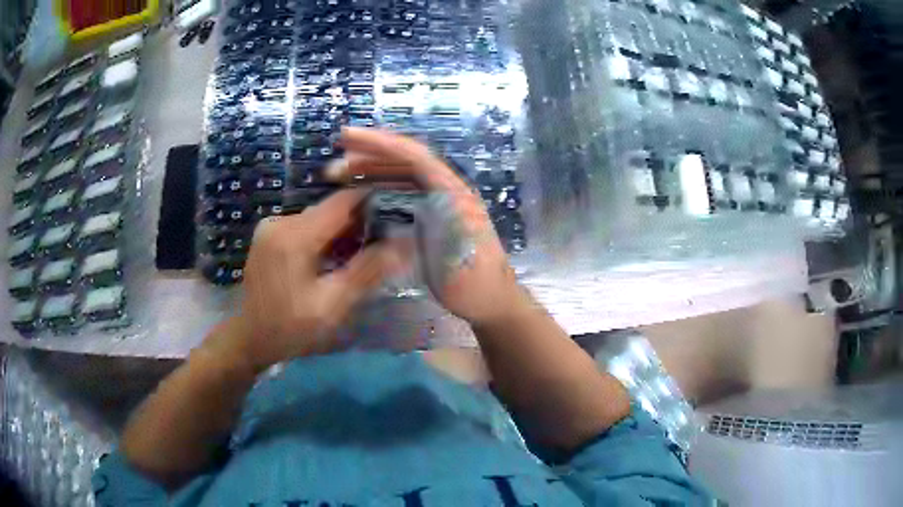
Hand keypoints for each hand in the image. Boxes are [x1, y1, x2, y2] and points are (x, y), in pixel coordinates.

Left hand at [219, 190, 407, 371]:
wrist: (249, 339)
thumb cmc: (290, 328)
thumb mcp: (332, 305)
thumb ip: (367, 270)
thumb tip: (404, 242)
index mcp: (295, 236)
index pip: (344, 201)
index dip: (375, 202)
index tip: (400, 214)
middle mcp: (281, 221)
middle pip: (331, 209)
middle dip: (360, 222)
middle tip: (385, 243)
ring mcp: (272, 226)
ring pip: (319, 218)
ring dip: (342, 232)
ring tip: (362, 254)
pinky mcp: (269, 234)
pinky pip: (306, 227)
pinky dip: (324, 238)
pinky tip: (334, 259)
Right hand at [329, 127, 523, 326]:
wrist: (492, 301)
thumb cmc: (473, 285)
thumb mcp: (451, 260)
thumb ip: (428, 227)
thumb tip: (393, 206)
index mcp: (454, 194)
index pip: (416, 157)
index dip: (381, 143)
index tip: (348, 137)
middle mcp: (448, 189)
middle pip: (407, 159)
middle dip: (370, 154)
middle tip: (335, 163)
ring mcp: (442, 200)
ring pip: (403, 173)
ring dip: (373, 168)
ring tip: (341, 174)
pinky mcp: (435, 213)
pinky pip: (404, 190)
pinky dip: (381, 185)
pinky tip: (362, 191)